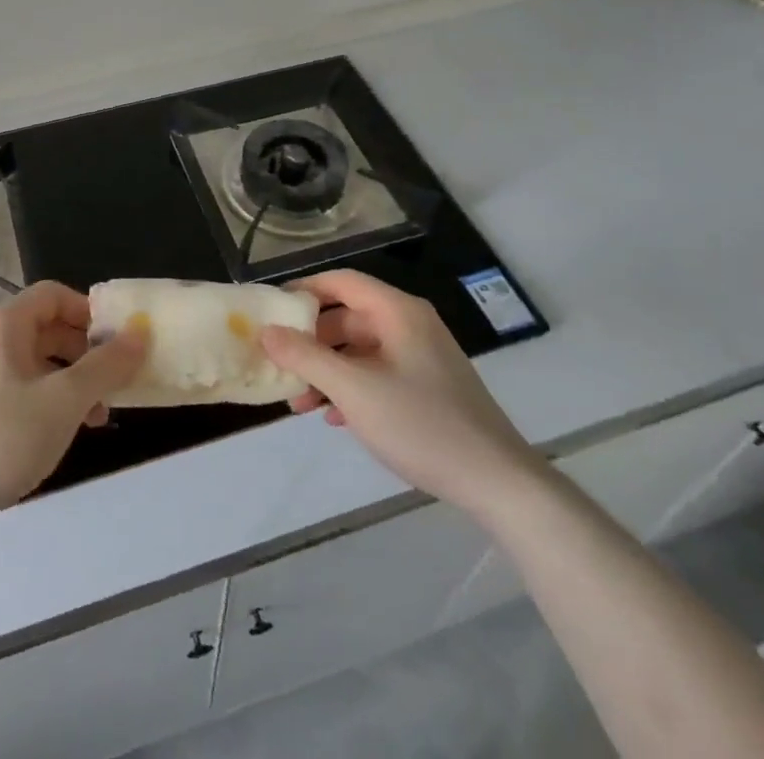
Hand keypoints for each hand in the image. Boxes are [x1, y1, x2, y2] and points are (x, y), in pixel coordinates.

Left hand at [0, 282, 146, 525]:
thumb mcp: (63, 400)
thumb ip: (105, 366)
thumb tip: (141, 331)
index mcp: (7, 325)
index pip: (55, 294)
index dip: (89, 311)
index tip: (118, 341)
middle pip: (47, 329)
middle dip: (86, 353)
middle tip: (114, 383)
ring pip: (36, 365)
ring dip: (70, 383)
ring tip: (96, 419)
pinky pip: (19, 391)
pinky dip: (47, 403)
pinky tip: (60, 436)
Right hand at [259, 269, 540, 521]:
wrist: (498, 482)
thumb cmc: (421, 424)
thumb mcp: (354, 390)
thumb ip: (306, 357)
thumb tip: (266, 332)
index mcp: (398, 312)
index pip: (341, 281)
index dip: (304, 290)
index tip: (271, 311)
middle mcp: (410, 325)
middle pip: (348, 317)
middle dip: (311, 342)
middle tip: (280, 364)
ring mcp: (422, 356)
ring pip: (361, 350)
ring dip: (328, 371)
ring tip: (300, 403)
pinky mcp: (429, 387)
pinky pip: (378, 373)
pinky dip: (352, 387)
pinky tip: (334, 418)